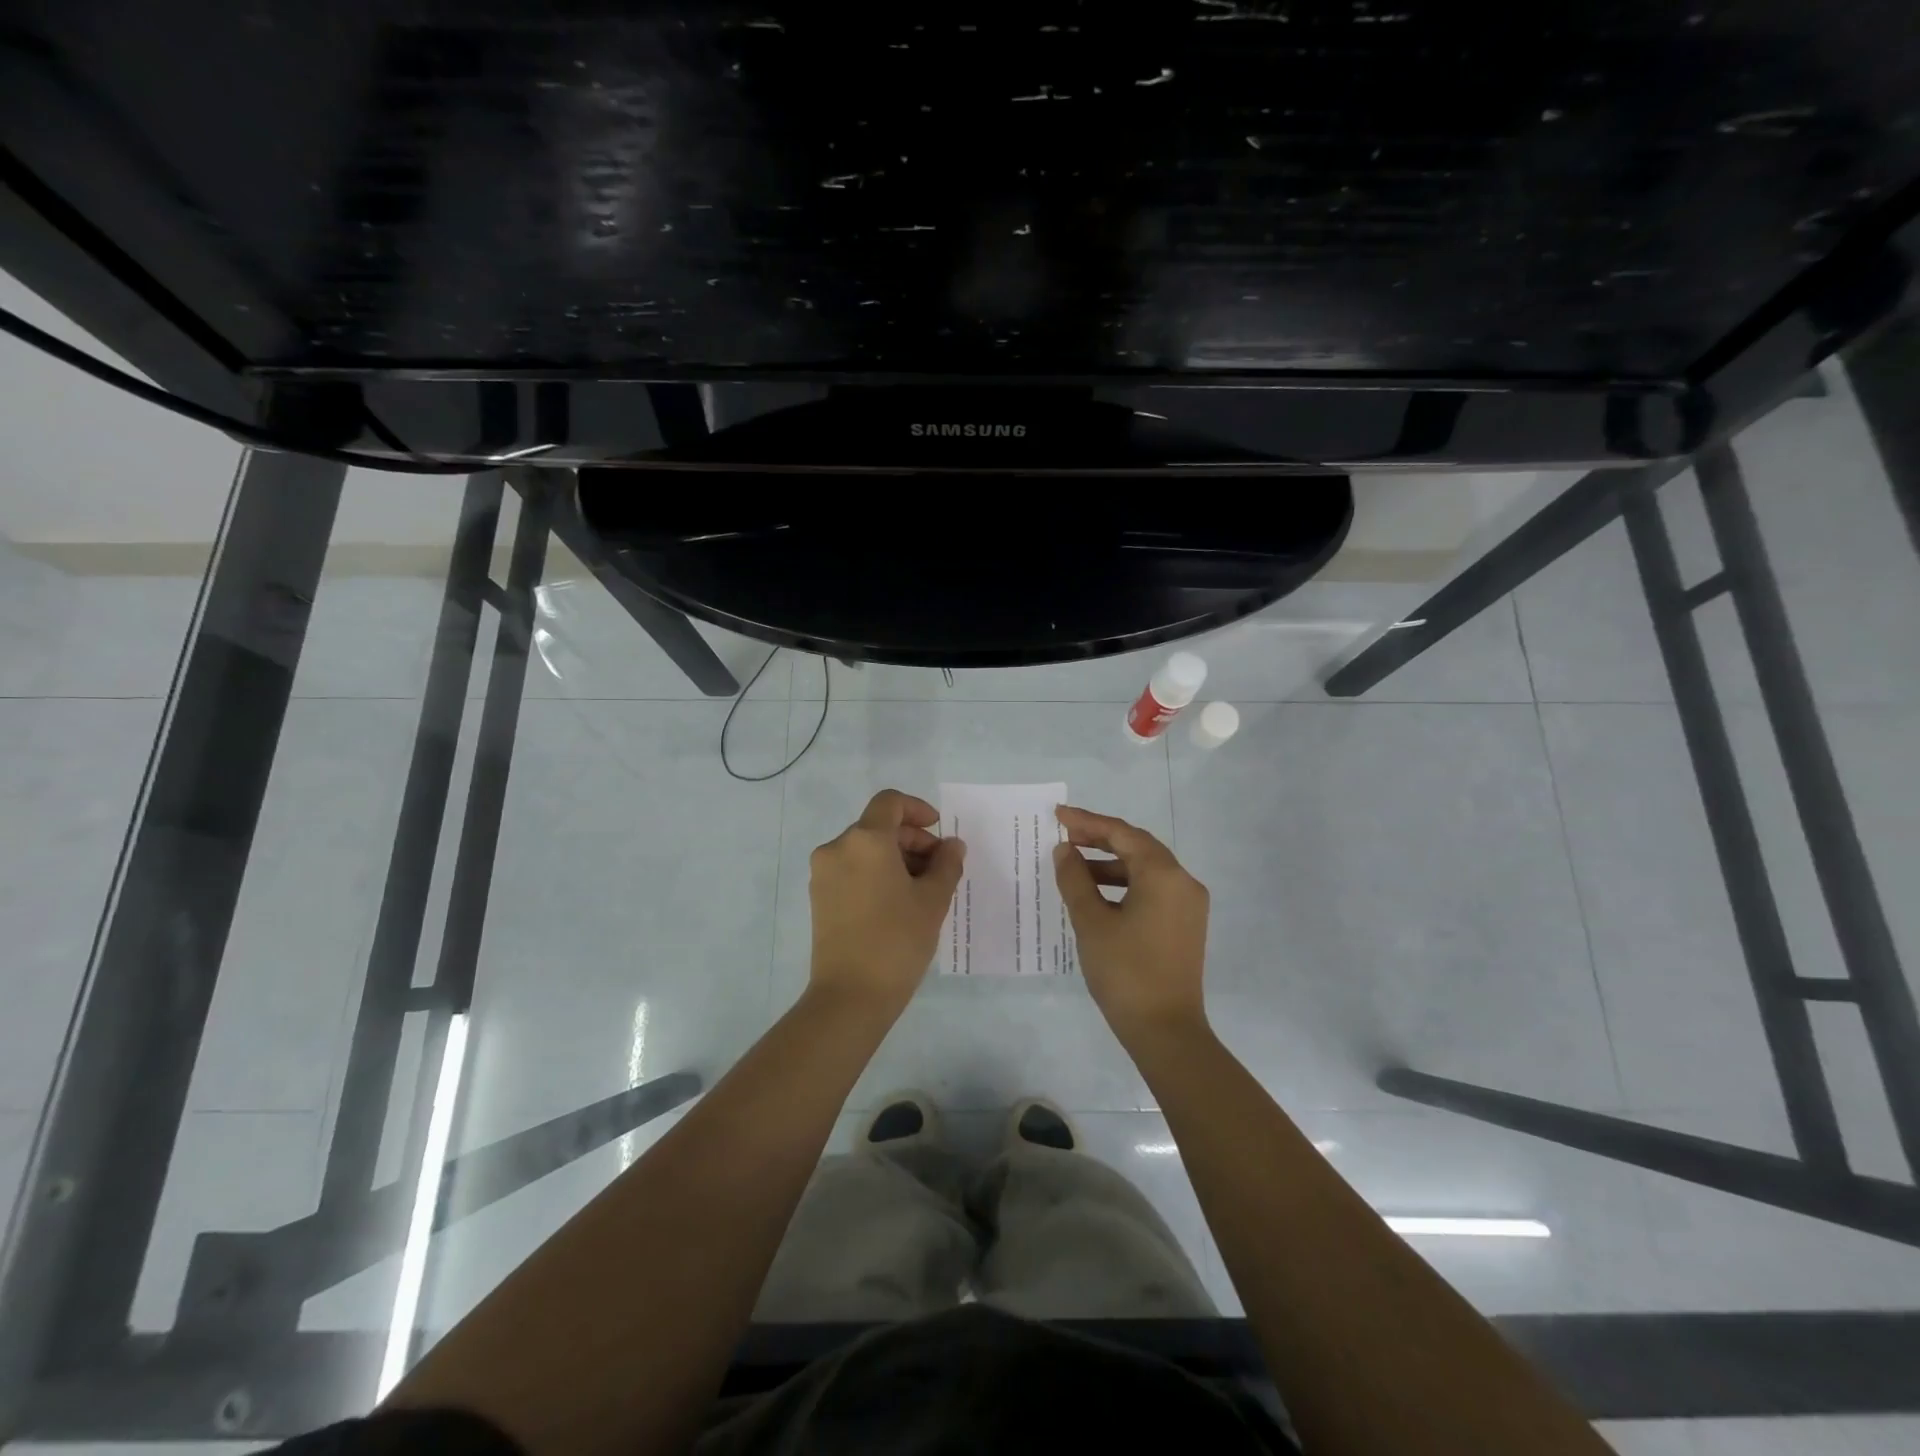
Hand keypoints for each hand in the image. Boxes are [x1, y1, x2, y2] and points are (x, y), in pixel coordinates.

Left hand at [808, 789, 965, 1018]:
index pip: (890, 803)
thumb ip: (947, 864)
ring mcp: (823, 874)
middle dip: (912, 840)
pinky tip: (898, 902)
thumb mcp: (933, 900)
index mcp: (865, 840)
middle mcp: (838, 848)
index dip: (917, 809)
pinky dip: (876, 873)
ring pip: (865, 849)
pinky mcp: (819, 898)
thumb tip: (952, 846)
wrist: (850, 996)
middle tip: (940, 868)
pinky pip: (852, 870)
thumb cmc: (897, 940)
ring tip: (922, 889)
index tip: (938, 832)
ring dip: (895, 858)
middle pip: (878, 826)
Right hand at [1053, 805, 1209, 1045]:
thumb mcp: (1091, 921)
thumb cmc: (1125, 971)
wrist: (1165, 1031)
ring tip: (1072, 867)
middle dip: (1099, 840)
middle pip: (1137, 847)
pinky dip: (1123, 885)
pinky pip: (1152, 890)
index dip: (1088, 822)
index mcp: (1164, 874)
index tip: (1058, 816)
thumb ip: (1075, 879)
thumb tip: (1064, 851)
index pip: (1122, 834)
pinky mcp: (1185, 925)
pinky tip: (1096, 895)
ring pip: (1145, 870)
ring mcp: (1188, 905)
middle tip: (1063, 837)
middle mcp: (1183, 882)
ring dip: (1109, 864)